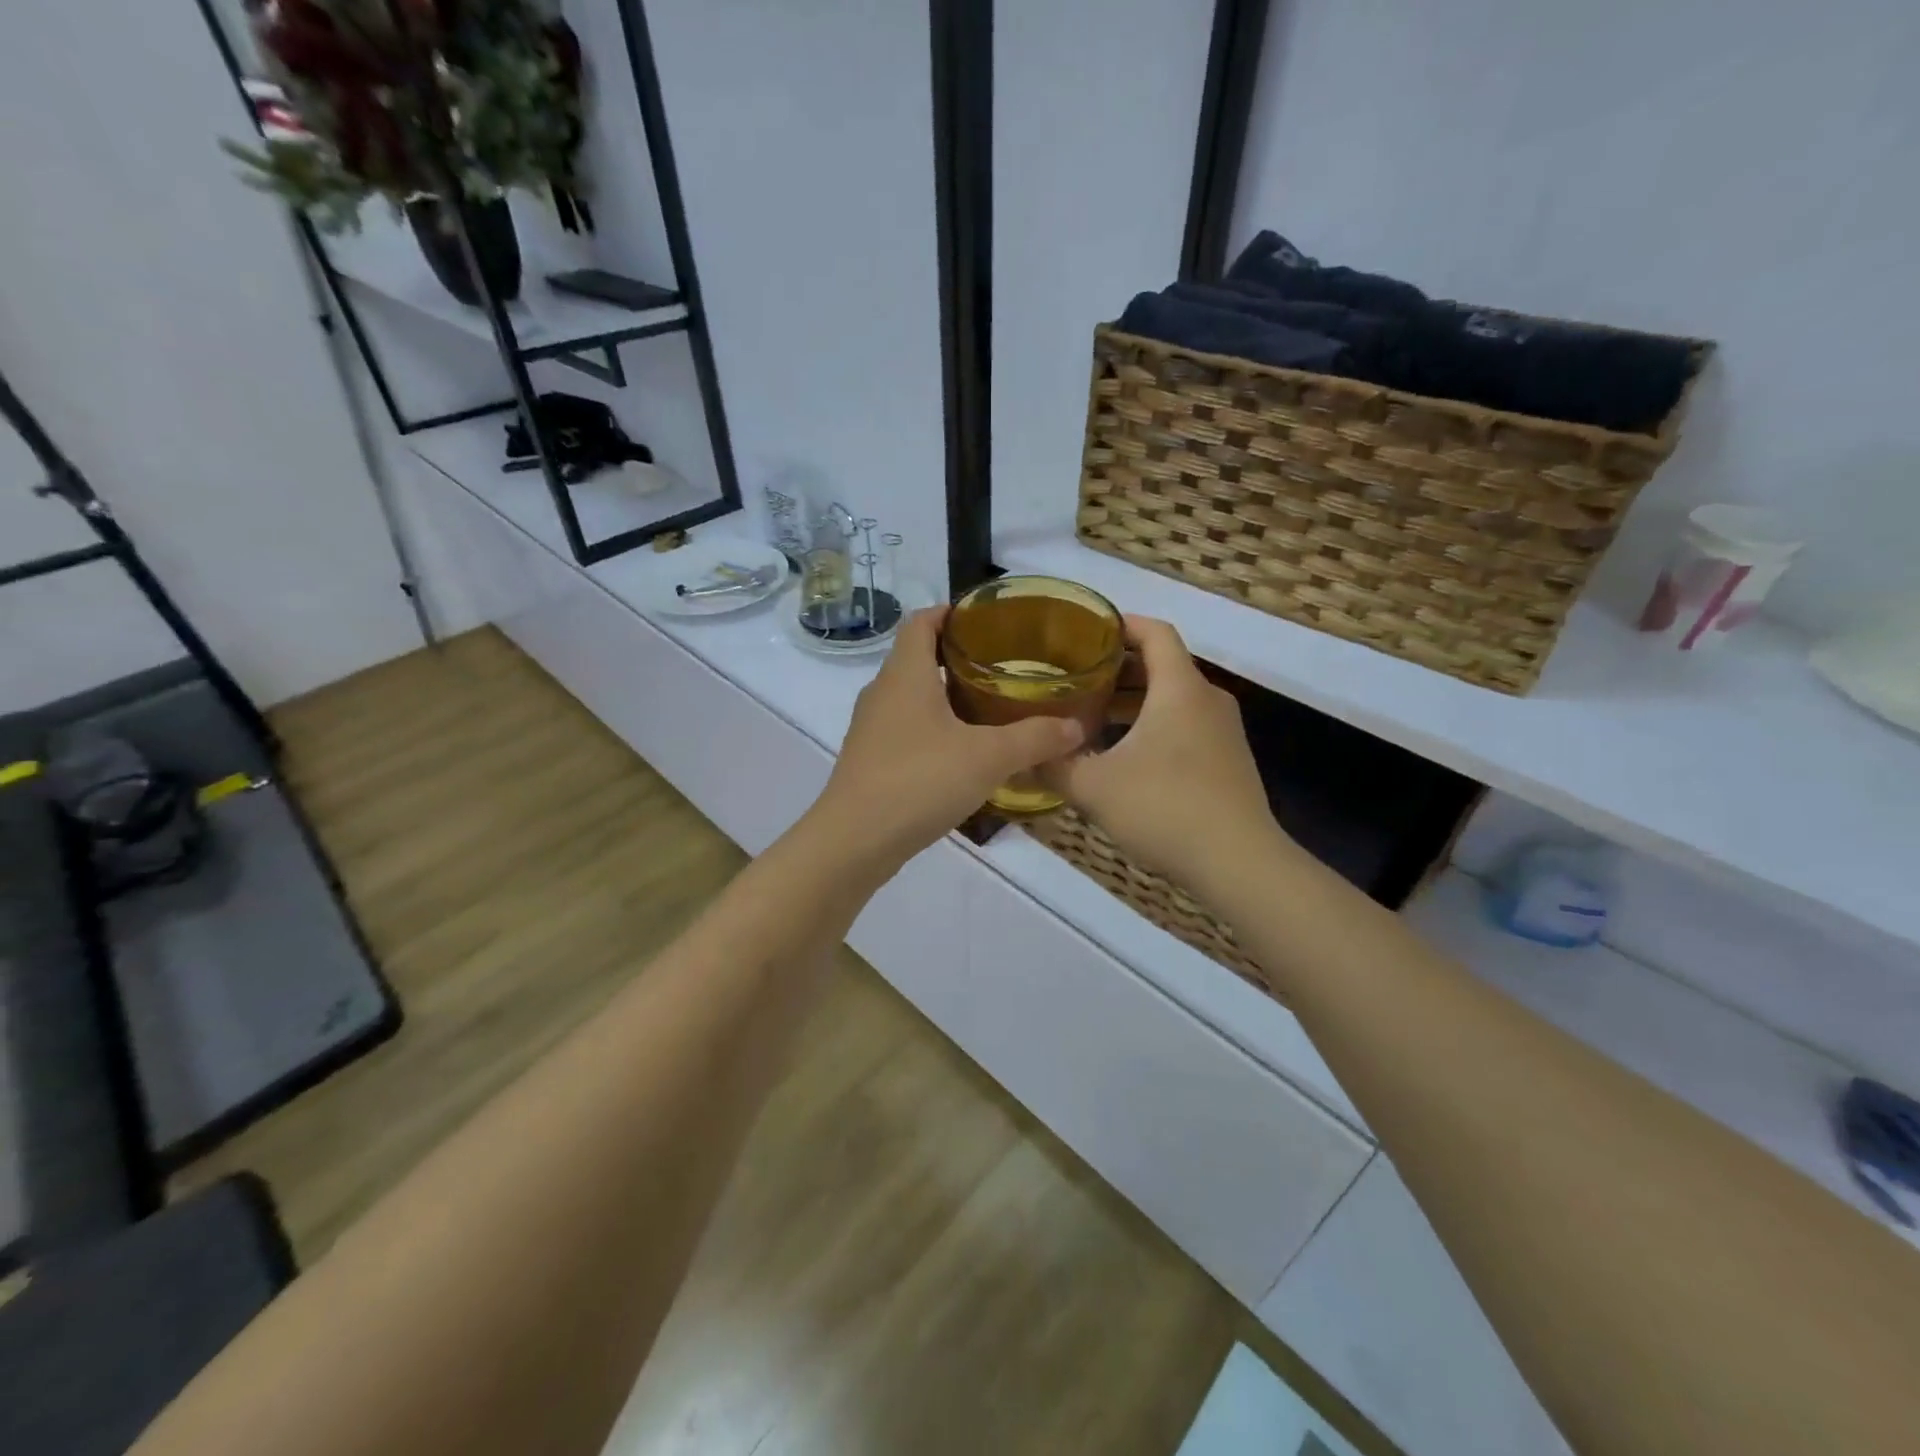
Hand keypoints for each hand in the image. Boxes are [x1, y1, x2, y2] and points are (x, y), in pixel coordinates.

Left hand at [815, 608, 1084, 862]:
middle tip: (1003, 666)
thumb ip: (1035, 738)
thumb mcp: (988, 757)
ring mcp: (872, 728)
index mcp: (905, 674)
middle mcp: (882, 692)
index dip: (950, 612)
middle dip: (958, 657)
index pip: (921, 621)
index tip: (986, 619)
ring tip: (990, 708)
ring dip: (946, 696)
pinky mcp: (871, 760)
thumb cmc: (919, 781)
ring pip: (912, 697)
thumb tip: (1076, 727)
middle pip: (917, 657)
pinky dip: (934, 729)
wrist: (855, 841)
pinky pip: (906, 730)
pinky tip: (963, 753)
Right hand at [1044, 616, 1284, 885]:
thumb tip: (1026, 755)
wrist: (1238, 863)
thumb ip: (1055, 766)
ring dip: (1134, 700)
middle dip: (1119, 666)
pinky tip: (1123, 753)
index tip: (1086, 629)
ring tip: (1092, 714)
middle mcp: (1207, 699)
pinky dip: (1153, 724)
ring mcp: (1223, 731)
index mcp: (1179, 689)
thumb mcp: (1094, 788)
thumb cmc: (1164, 809)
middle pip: (1163, 665)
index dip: (1121, 624)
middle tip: (1075, 676)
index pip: (1155, 632)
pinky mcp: (1227, 759)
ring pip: (1173, 698)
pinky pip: (1185, 724)